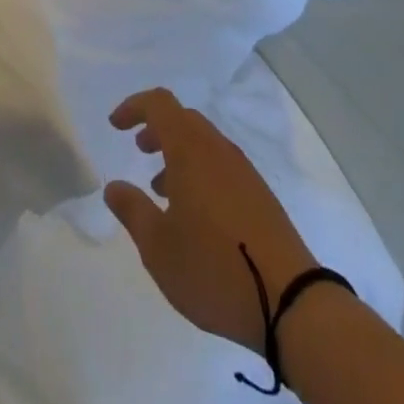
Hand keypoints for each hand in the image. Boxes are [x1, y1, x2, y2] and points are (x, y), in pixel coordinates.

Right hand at [103, 88, 318, 354]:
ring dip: (178, 154)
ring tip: (161, 191)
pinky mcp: (259, 194)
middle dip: (157, 129)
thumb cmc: (213, 267)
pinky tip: (194, 214)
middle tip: (138, 151)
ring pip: (203, 143)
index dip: (134, 107)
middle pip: (183, 119)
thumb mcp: (158, 247)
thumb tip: (114, 187)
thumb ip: (132, 211)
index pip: (159, 104)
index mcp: (190, 149)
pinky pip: (221, 165)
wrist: (290, 299)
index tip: (115, 125)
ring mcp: (243, 171)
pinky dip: (199, 172)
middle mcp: (217, 149)